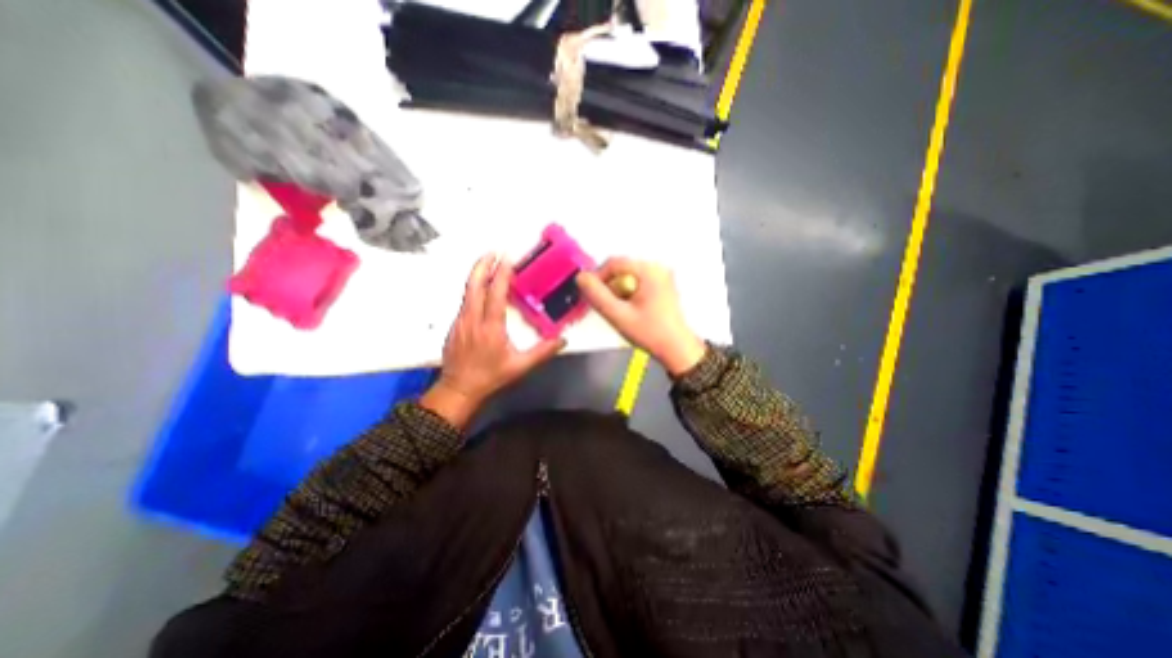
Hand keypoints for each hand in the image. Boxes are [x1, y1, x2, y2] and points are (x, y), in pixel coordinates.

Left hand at [421, 249, 568, 426]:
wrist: (458, 389)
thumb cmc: (491, 377)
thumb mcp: (520, 367)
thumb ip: (542, 352)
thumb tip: (562, 340)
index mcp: (490, 327)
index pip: (495, 294)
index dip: (501, 274)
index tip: (507, 259)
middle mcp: (473, 319)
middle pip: (474, 285)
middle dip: (483, 265)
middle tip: (493, 251)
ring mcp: (461, 321)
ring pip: (467, 291)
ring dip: (478, 274)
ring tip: (488, 263)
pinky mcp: (455, 325)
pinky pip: (465, 300)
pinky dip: (474, 288)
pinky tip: (482, 288)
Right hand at [577, 260, 704, 376]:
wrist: (677, 349)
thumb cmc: (649, 333)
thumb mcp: (619, 316)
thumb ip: (597, 296)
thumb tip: (580, 277)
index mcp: (649, 271)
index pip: (614, 263)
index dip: (597, 277)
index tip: (590, 295)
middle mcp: (657, 267)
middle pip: (622, 268)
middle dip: (608, 285)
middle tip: (604, 306)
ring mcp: (662, 276)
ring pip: (628, 276)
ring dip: (617, 290)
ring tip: (617, 310)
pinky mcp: (663, 285)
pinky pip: (638, 282)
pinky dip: (628, 292)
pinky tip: (629, 309)